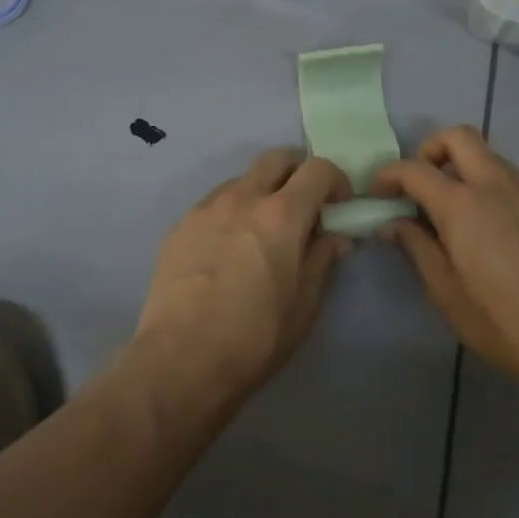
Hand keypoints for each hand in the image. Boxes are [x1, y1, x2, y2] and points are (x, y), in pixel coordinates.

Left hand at [136, 149, 351, 402]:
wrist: (180, 359)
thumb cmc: (255, 337)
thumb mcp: (304, 304)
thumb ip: (323, 259)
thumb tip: (335, 236)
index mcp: (281, 215)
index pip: (317, 169)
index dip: (336, 180)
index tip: (339, 205)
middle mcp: (241, 198)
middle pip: (276, 158)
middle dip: (298, 171)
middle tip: (305, 204)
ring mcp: (205, 209)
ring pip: (242, 179)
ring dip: (262, 191)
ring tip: (263, 230)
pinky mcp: (179, 226)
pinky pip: (214, 203)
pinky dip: (232, 211)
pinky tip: (229, 248)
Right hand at [371, 126, 518, 397]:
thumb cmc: (497, 318)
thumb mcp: (443, 289)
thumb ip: (415, 246)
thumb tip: (392, 223)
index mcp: (463, 204)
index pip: (415, 169)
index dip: (388, 175)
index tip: (377, 194)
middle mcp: (495, 185)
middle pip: (458, 137)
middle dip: (430, 151)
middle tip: (417, 186)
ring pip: (488, 155)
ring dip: (461, 167)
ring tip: (448, 210)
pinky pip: (508, 180)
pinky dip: (486, 187)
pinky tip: (483, 229)